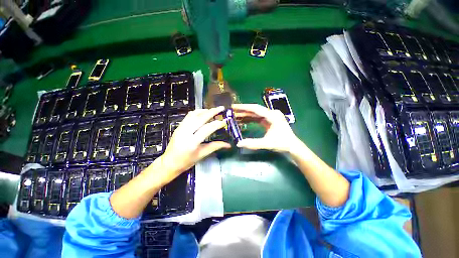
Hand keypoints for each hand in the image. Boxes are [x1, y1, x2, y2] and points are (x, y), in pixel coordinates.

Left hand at [155, 107, 230, 183]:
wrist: (169, 162)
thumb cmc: (186, 161)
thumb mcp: (202, 155)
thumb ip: (215, 146)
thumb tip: (228, 144)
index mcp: (192, 142)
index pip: (207, 129)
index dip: (217, 124)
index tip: (224, 121)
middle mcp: (185, 132)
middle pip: (200, 118)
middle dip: (212, 112)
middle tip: (221, 108)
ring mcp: (181, 128)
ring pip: (193, 114)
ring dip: (204, 110)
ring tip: (213, 110)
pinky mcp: (179, 126)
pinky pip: (189, 116)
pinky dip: (197, 112)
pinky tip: (203, 113)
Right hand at [232, 104, 302, 152]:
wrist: (293, 146)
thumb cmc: (282, 143)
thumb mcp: (267, 143)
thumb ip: (253, 143)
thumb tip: (238, 143)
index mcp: (272, 115)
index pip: (255, 109)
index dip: (243, 107)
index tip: (234, 107)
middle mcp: (271, 113)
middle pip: (254, 110)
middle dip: (242, 111)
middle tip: (231, 111)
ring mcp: (270, 117)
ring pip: (255, 114)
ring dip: (245, 115)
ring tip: (235, 116)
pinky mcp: (269, 121)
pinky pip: (257, 118)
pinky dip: (250, 119)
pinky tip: (242, 121)